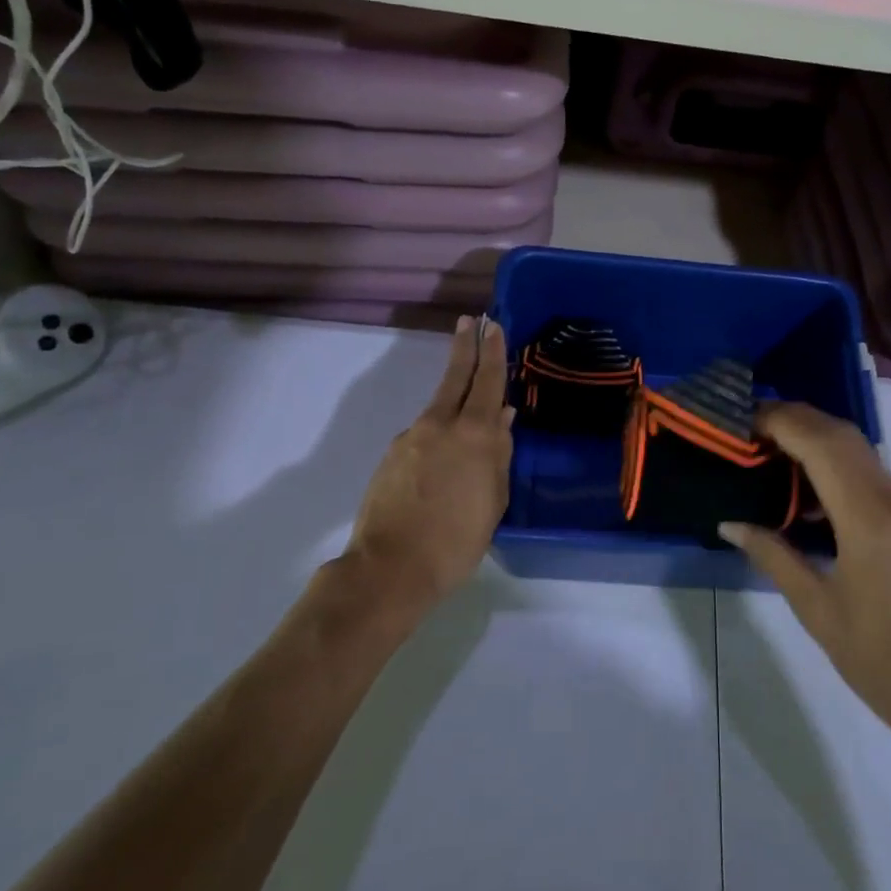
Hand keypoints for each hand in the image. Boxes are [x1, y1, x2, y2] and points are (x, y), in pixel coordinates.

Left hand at [345, 315, 513, 616]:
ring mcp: (411, 438)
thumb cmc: (456, 540)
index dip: (492, 352)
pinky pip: (423, 435)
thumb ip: (498, 455)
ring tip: (468, 413)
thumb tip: (501, 418)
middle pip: (455, 377)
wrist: (390, 568)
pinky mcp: (392, 456)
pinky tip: (443, 461)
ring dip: (453, 398)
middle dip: (465, 346)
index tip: (492, 326)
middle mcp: (440, 425)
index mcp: (474, 435)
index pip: (487, 381)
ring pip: (439, 408)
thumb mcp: (493, 501)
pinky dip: (438, 434)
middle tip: (469, 321)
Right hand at [720, 402, 890, 759]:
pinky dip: (837, 464)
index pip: (820, 444)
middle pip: (843, 435)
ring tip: (771, 450)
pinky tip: (809, 490)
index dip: (780, 422)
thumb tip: (730, 522)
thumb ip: (773, 555)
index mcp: (867, 520)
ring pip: (861, 451)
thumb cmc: (879, 662)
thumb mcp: (816, 609)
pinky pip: (872, 476)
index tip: (742, 421)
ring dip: (817, 437)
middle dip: (796, 418)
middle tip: (751, 428)